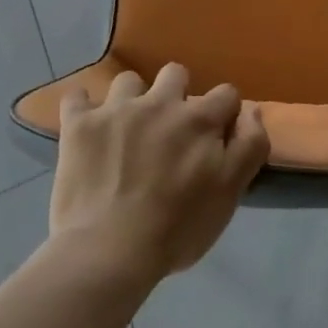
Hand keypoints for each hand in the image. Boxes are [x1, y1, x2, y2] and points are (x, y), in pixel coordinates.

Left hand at [50, 63, 269, 282]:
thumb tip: (251, 111)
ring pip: (128, 81)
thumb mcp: (230, 194)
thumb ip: (250, 147)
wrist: (108, 253)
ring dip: (130, 100)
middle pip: (175, 73)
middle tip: (168, 129)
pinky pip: (76, 97)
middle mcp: (160, 102)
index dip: (224, 114)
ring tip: (125, 128)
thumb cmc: (176, 229)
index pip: (226, 94)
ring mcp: (117, 110)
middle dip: (176, 94)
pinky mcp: (79, 125)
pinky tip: (84, 126)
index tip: (215, 138)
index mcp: (199, 119)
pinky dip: (81, 108)